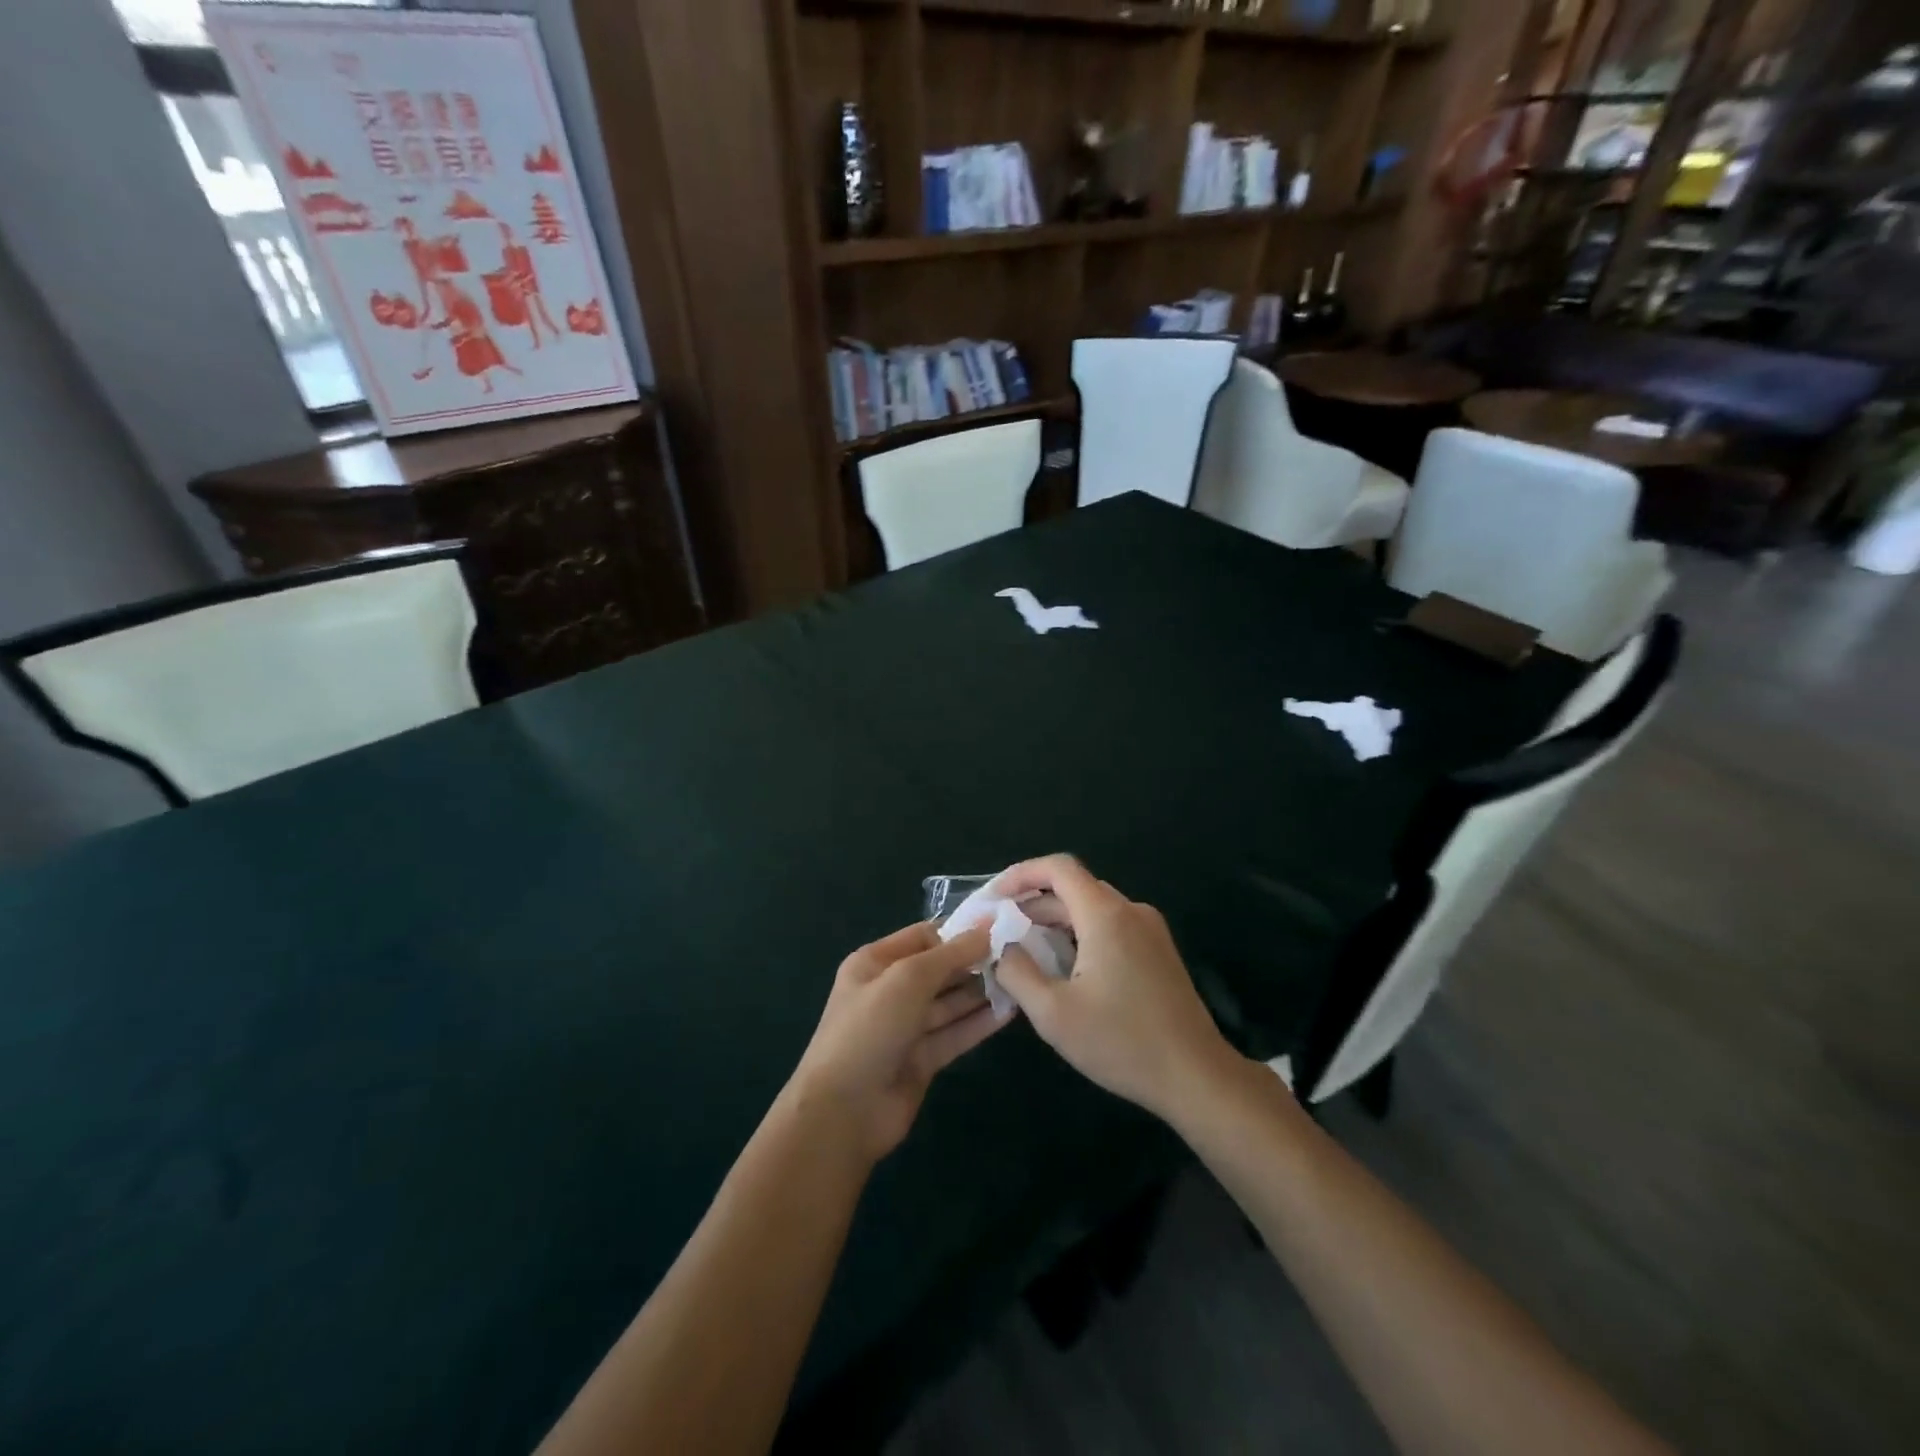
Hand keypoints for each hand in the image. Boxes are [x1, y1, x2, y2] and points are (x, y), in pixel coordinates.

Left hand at [786, 922, 1007, 1163]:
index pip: (922, 937)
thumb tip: (986, 929)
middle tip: (1017, 957)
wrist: (843, 1112)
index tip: (997, 932)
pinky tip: (1009, 1012)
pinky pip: (954, 1034)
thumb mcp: (907, 980)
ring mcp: (905, 1028)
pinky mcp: (921, 1060)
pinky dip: (979, 1024)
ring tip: (1020, 981)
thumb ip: (949, 954)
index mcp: (874, 963)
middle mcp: (889, 991)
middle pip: (939, 970)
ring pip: (949, 1004)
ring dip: (980, 993)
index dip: (957, 934)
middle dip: (973, 964)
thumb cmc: (869, 1030)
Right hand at [992, 855, 1236, 1122]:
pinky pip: (1110, 927)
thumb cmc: (1121, 1042)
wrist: (1196, 1076)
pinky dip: (1079, 935)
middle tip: (999, 931)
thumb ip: (1016, 972)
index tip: (993, 899)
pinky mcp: (1158, 951)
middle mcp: (1130, 911)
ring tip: (1024, 951)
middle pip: (1073, 888)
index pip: (1058, 867)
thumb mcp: (1053, 1013)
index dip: (1021, 874)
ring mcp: (1149, 930)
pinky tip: (1063, 968)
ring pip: (1092, 909)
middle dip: (1032, 904)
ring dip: (1055, 922)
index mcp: (1105, 915)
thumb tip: (1002, 947)